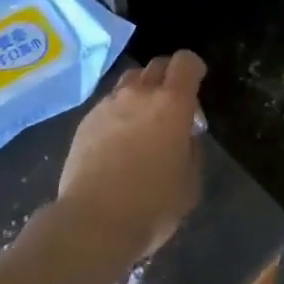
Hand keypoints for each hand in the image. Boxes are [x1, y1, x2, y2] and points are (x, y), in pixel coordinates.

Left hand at [55, 51, 204, 264]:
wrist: (94, 221)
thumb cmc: (152, 205)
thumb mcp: (190, 183)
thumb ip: (191, 149)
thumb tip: (184, 135)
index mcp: (171, 103)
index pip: (185, 62)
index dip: (194, 67)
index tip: (197, 82)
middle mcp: (139, 94)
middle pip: (156, 65)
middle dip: (169, 77)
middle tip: (173, 104)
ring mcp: (108, 104)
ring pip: (129, 81)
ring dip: (141, 91)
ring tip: (143, 120)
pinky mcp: (86, 120)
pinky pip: (108, 104)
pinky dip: (119, 112)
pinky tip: (118, 140)